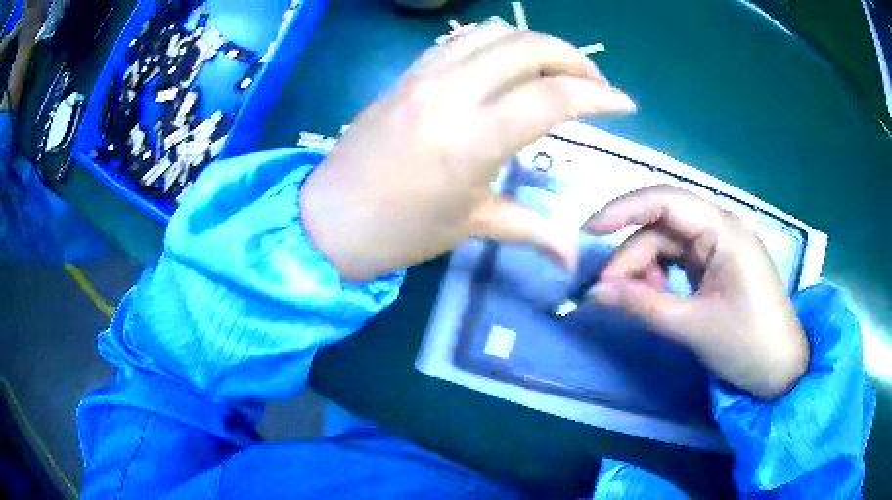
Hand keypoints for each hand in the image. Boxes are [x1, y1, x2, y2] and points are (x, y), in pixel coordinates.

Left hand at [301, 23, 635, 281]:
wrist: (329, 218)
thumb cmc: (399, 231)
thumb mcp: (471, 226)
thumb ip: (532, 231)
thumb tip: (573, 257)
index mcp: (474, 139)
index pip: (554, 98)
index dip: (600, 97)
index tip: (625, 104)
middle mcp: (452, 94)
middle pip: (528, 48)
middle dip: (574, 59)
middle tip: (594, 84)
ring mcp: (425, 77)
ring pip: (494, 34)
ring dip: (535, 43)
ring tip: (557, 68)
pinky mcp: (408, 74)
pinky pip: (459, 39)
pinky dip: (495, 41)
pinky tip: (508, 61)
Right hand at [584, 186, 808, 399]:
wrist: (780, 370)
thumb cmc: (747, 344)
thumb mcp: (693, 326)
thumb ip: (643, 305)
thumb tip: (595, 292)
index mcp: (724, 229)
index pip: (665, 201)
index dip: (623, 210)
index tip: (588, 232)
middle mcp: (721, 227)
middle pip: (663, 226)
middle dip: (632, 255)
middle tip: (606, 291)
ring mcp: (720, 246)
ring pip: (668, 243)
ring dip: (646, 268)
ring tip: (636, 300)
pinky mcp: (717, 265)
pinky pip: (679, 259)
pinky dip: (661, 276)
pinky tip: (657, 296)